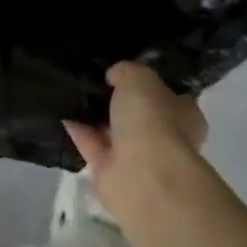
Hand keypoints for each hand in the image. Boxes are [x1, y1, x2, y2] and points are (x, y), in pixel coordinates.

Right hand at [63, 62, 207, 224]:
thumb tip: (115, 76)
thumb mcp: (140, 78)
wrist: (142, 175)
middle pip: (138, 115)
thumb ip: (127, 72)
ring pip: (113, 132)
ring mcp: (138, 159)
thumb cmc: (153, 120)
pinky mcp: (111, 174)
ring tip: (71, 91)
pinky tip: (62, 111)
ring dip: (95, 116)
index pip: (169, 96)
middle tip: (93, 79)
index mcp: (184, 116)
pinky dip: (78, 130)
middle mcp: (165, 139)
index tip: (124, 71)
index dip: (149, 84)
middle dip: (118, 101)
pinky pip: (92, 146)